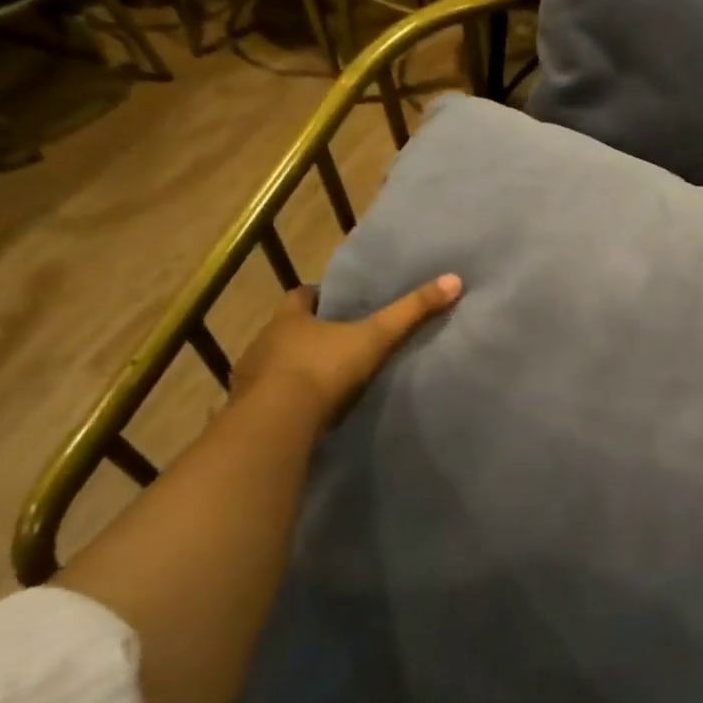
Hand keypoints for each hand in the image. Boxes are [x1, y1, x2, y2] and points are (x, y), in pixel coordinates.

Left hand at [232, 275, 461, 422]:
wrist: (276, 423)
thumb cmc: (323, 369)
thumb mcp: (375, 337)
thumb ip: (411, 312)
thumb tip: (454, 280)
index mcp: (289, 318)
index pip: (301, 296)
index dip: (319, 297)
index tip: (339, 303)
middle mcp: (264, 341)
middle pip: (286, 330)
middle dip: (307, 334)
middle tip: (338, 342)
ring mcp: (250, 378)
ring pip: (274, 365)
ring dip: (292, 369)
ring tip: (323, 380)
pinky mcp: (248, 411)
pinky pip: (267, 399)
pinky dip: (284, 401)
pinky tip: (305, 412)